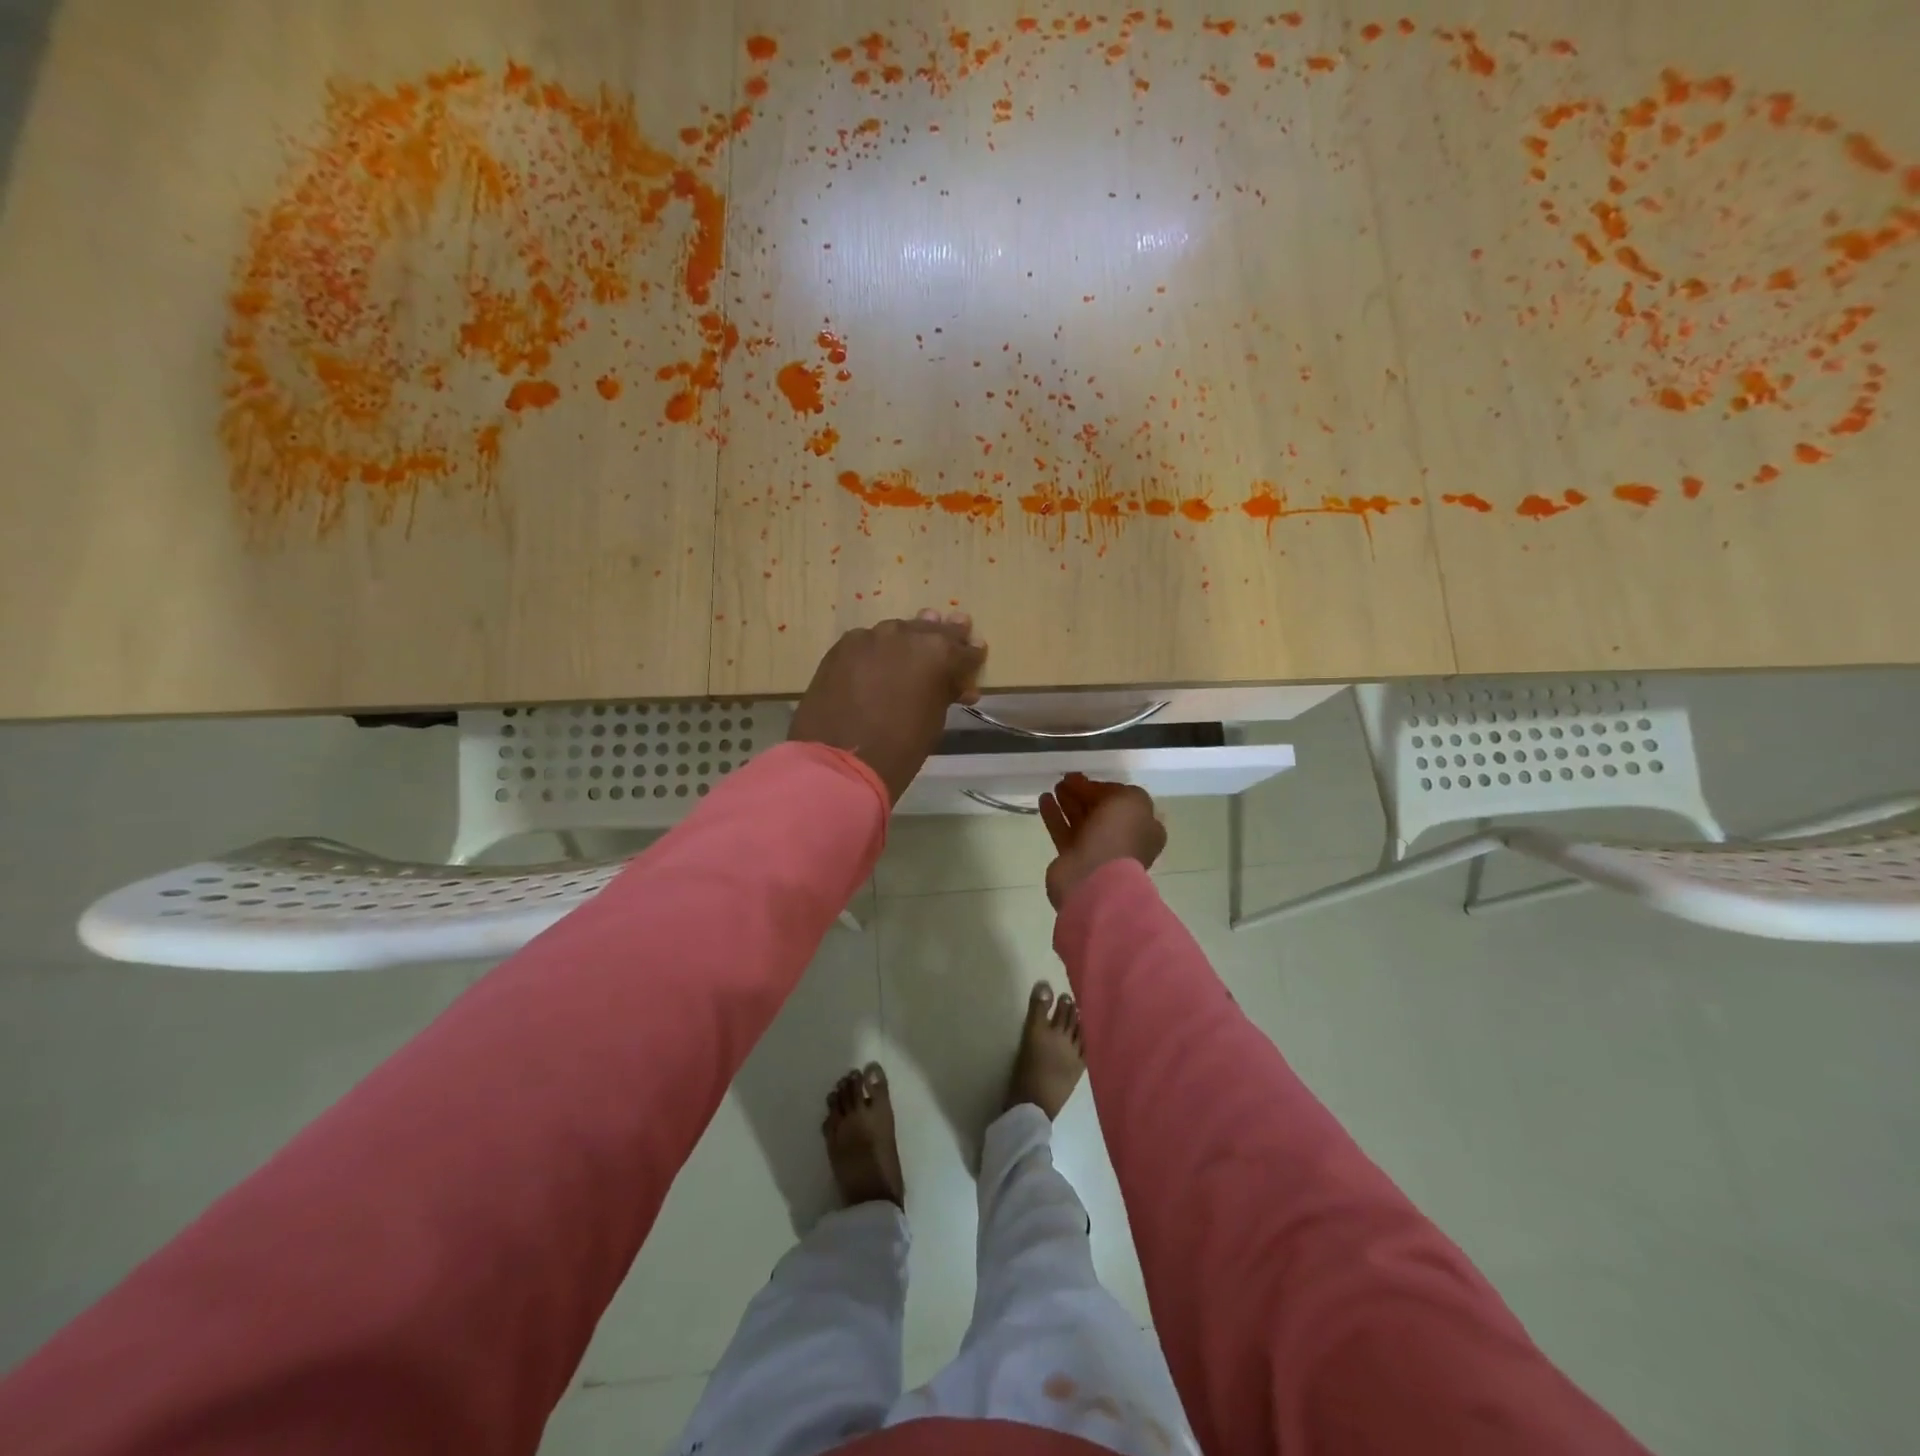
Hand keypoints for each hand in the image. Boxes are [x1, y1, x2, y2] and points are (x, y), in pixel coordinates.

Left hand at [788, 609, 986, 803]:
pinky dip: (878, 650)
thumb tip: (956, 685)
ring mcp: (870, 637)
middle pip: (931, 630)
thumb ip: (945, 692)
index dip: (972, 655)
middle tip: (956, 629)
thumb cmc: (900, 748)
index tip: (977, 654)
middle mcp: (906, 634)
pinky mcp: (842, 647)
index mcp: (938, 652)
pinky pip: (868, 643)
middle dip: (944, 635)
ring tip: (915, 645)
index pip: (964, 649)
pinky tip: (879, 660)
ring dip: (909, 639)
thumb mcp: (935, 720)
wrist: (840, 761)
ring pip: (897, 632)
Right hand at [1038, 773, 1166, 908]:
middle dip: (1085, 793)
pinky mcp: (1073, 858)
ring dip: (1069, 801)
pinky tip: (1044, 799)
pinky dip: (1054, 815)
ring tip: (1055, 786)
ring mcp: (1097, 850)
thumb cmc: (1118, 836)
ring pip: (1081, 820)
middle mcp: (1123, 839)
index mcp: (1144, 828)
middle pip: (1102, 810)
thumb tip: (1098, 792)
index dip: (1107, 787)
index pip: (1125, 801)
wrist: (1094, 879)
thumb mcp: (1131, 801)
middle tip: (1067, 779)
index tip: (1088, 777)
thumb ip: (1118, 790)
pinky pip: (1063, 831)